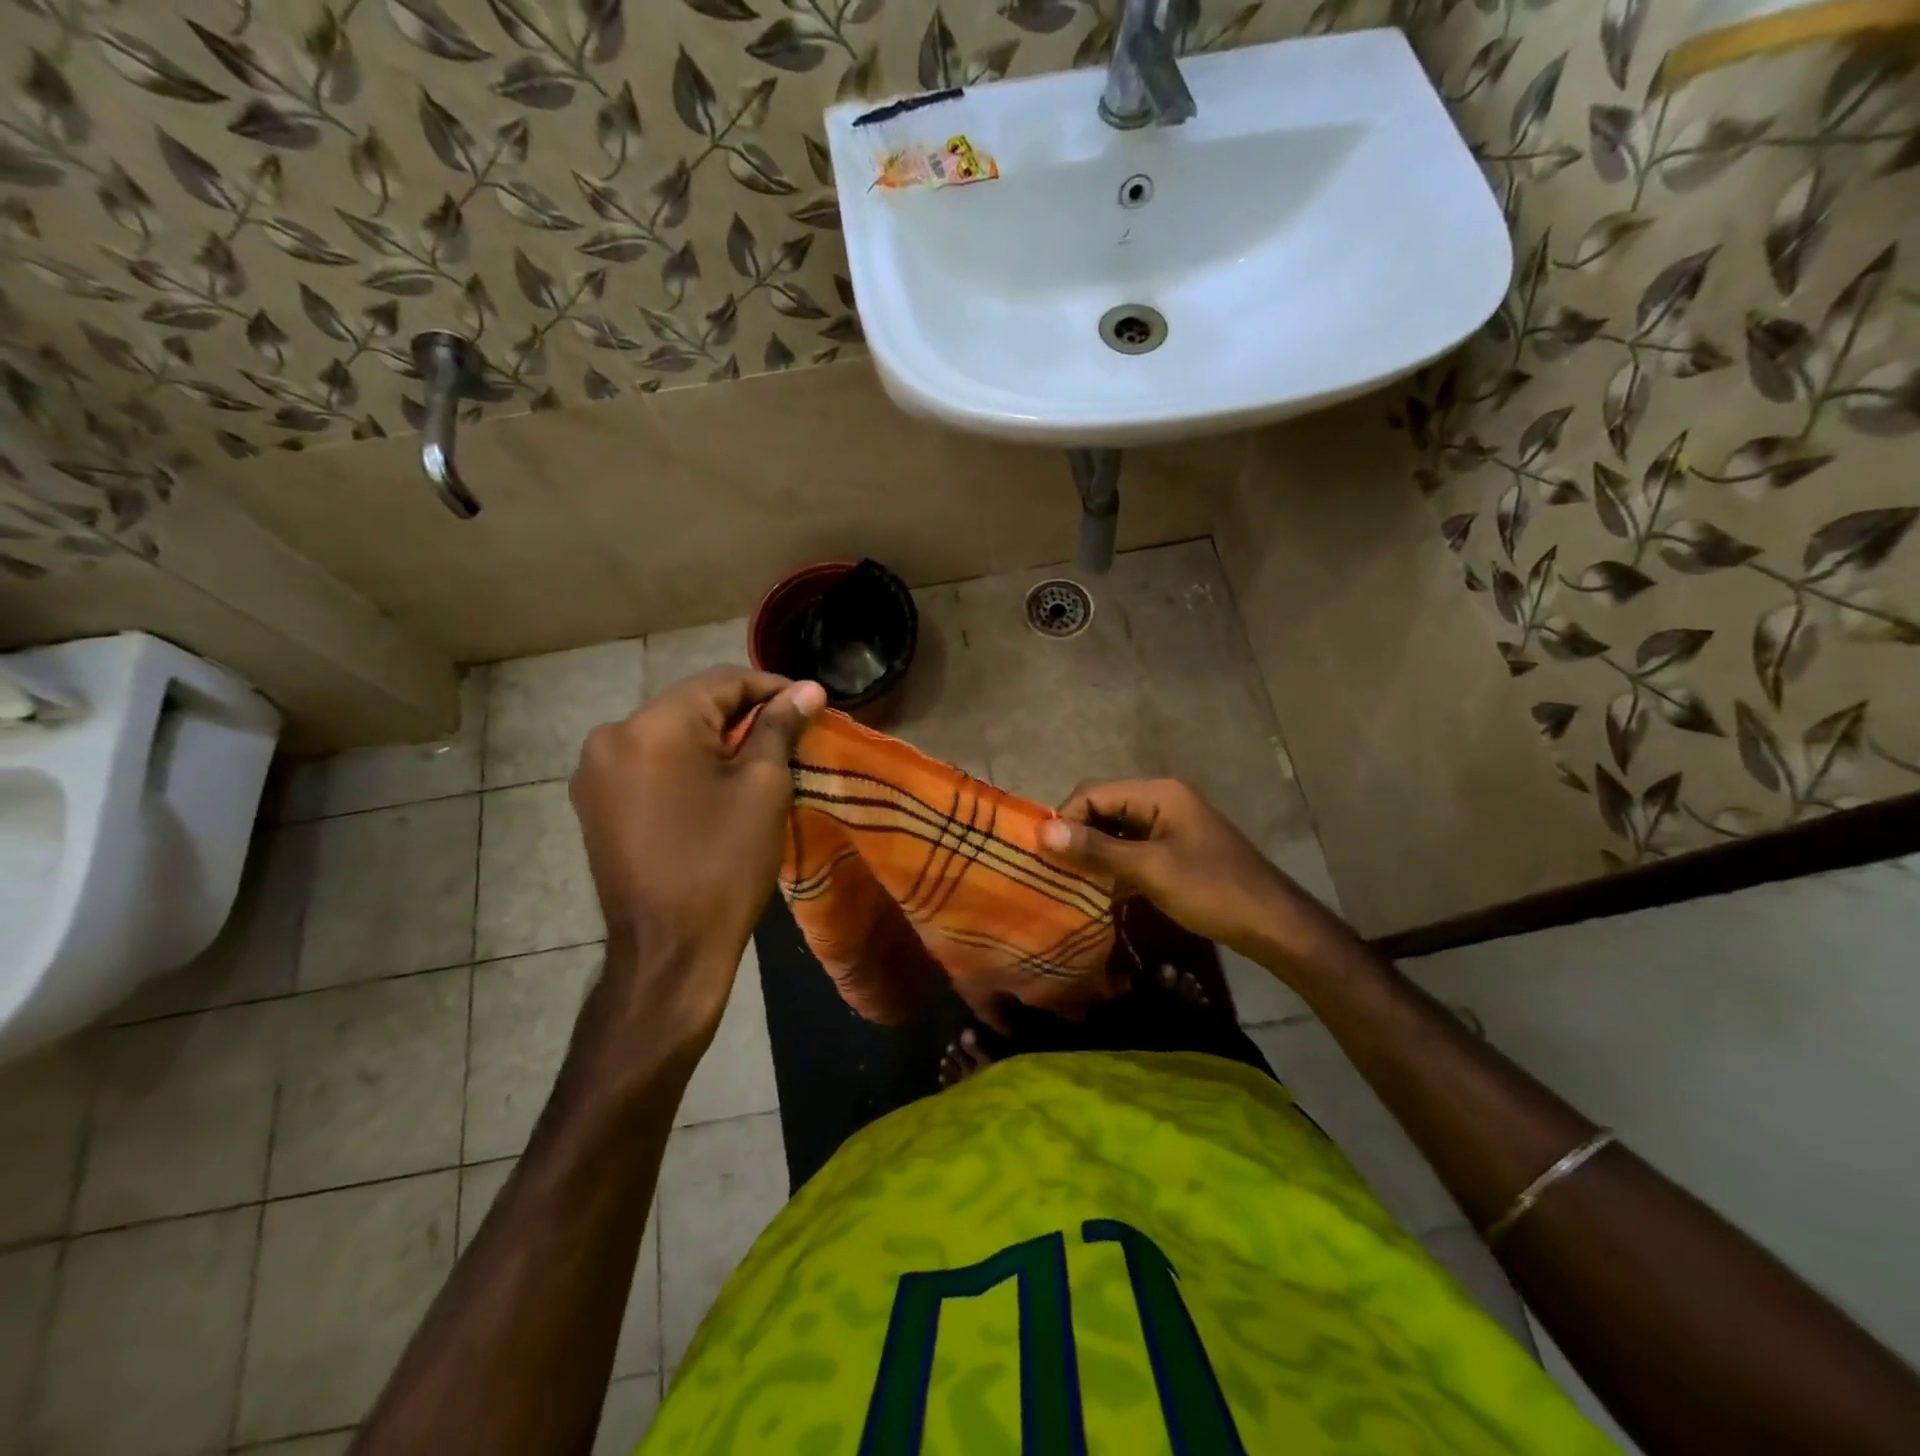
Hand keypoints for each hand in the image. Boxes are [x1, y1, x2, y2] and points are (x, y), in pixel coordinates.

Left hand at [569, 667, 824, 1047]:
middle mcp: (611, 736)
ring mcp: (595, 772)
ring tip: (758, 760)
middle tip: (790, 734)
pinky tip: (715, 786)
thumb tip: (809, 689)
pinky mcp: (594, 803)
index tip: (811, 703)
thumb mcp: (763, 787)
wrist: (668, 950)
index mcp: (652, 726)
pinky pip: (649, 764)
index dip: (772, 688)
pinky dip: (686, 765)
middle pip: (692, 705)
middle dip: (744, 715)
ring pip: (670, 735)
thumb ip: (780, 727)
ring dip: (715, 740)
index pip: (722, 681)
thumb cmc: (724, 863)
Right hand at [1039, 778, 1344, 966]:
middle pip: (1103, 808)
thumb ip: (1096, 850)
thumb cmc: (1212, 891)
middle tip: (1054, 871)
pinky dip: (1112, 865)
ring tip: (1070, 882)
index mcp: (1158, 793)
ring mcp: (1169, 826)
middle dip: (1077, 836)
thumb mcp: (1149, 870)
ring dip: (1093, 853)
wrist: (1273, 925)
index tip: (1045, 857)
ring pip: (1115, 831)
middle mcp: (1161, 800)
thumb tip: (1042, 831)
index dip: (1065, 820)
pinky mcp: (1174, 850)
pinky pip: (1131, 849)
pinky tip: (1099, 890)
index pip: (1093, 793)